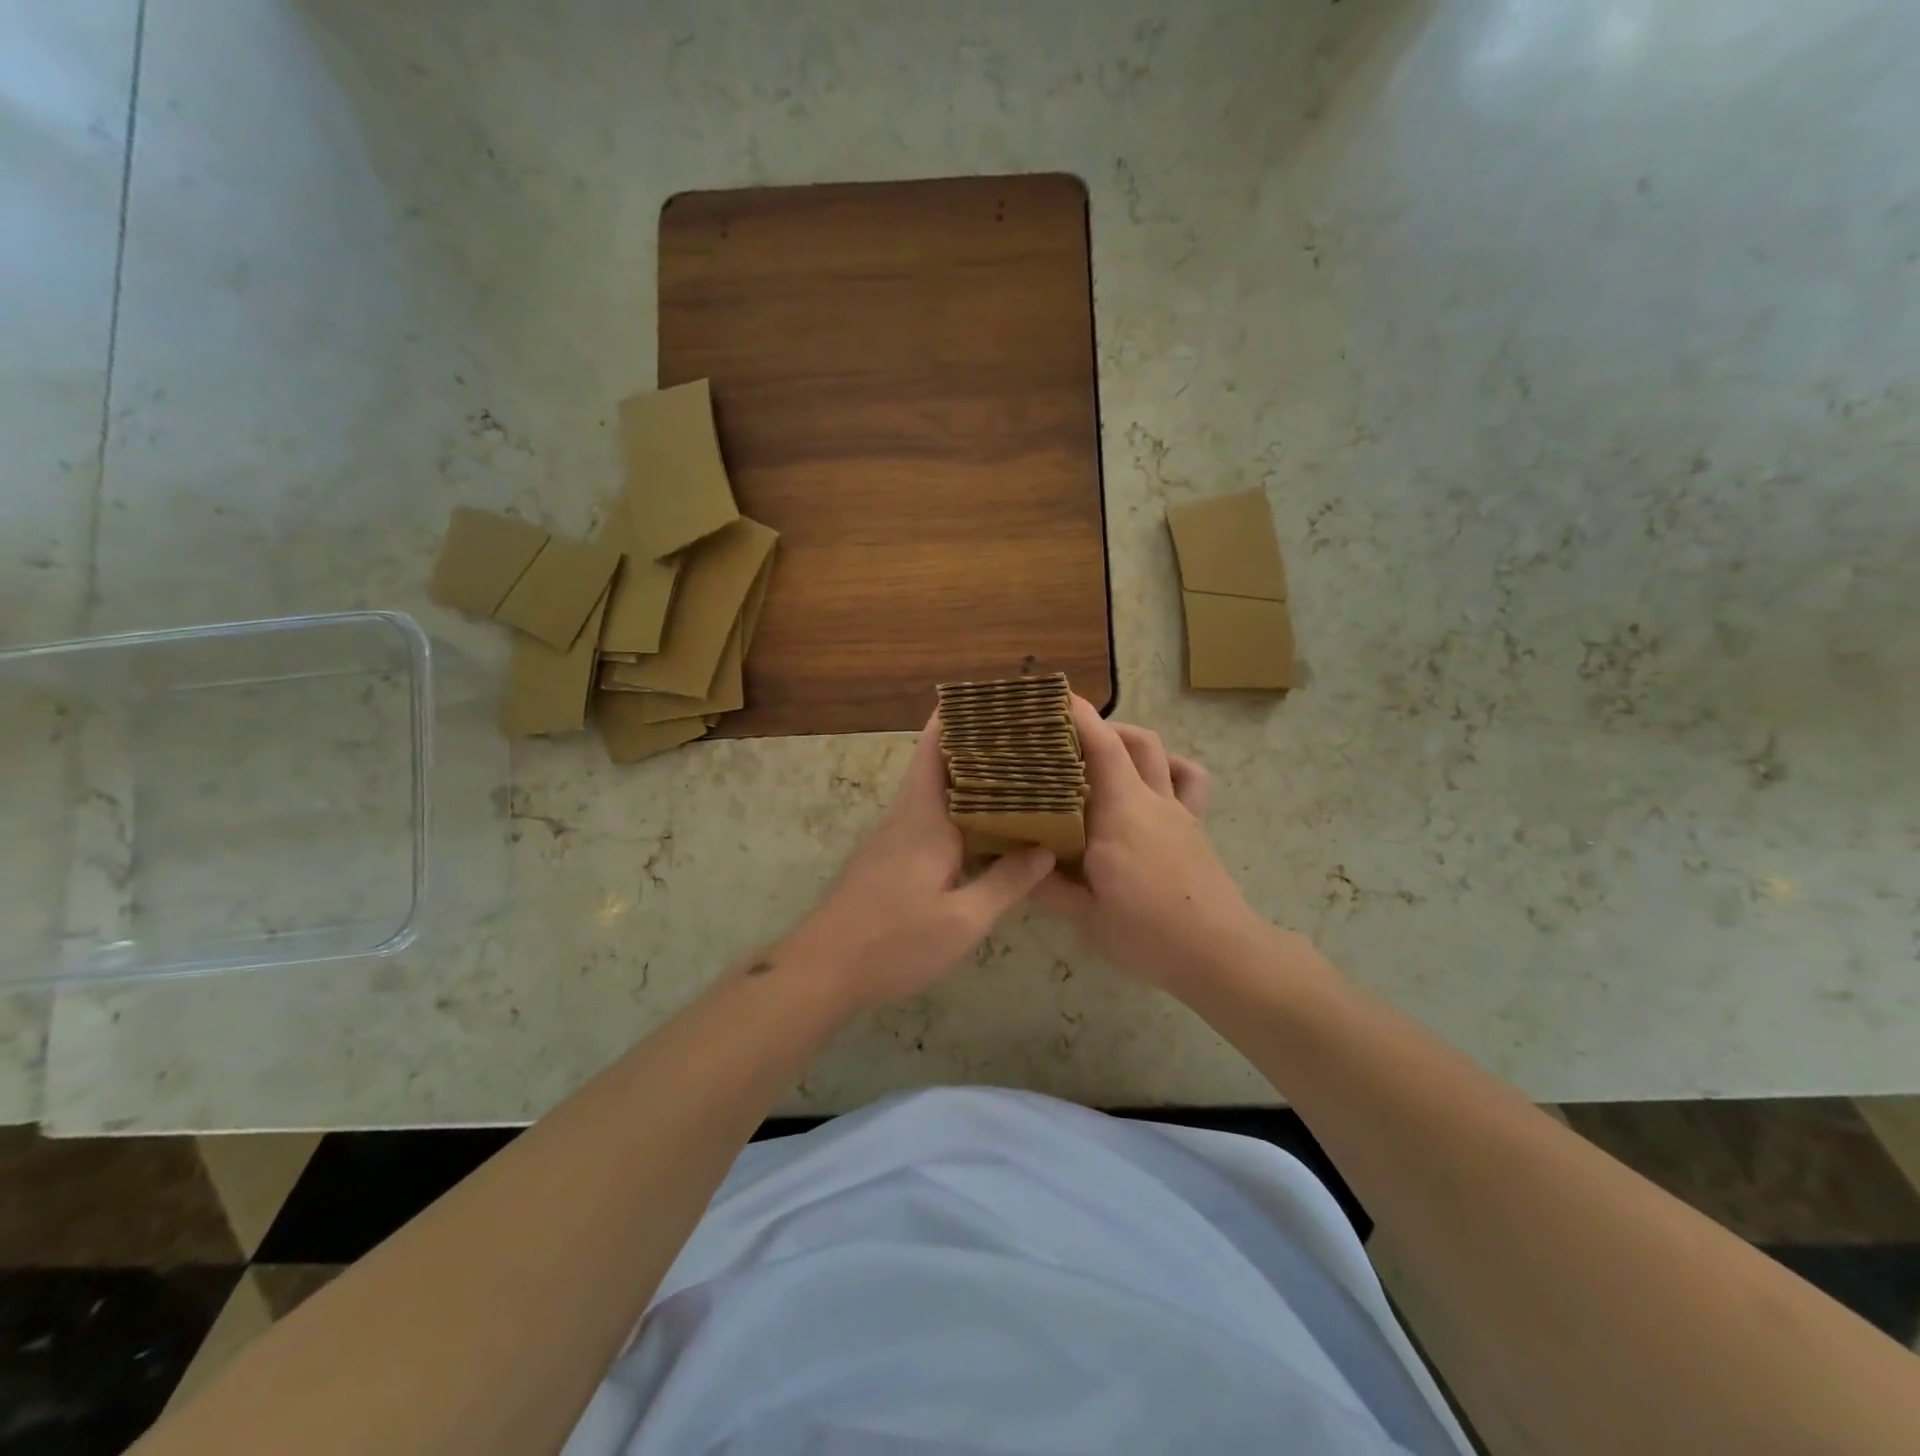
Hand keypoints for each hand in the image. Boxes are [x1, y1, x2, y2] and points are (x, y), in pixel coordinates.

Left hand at [778, 711, 1054, 1010]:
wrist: (823, 969)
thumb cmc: (894, 941)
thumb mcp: (962, 921)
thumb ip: (1006, 882)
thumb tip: (1045, 848)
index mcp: (926, 819)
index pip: (936, 748)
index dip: (958, 718)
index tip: (991, 699)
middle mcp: (906, 817)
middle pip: (935, 762)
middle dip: (971, 742)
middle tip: (1020, 735)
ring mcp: (891, 837)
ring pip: (930, 790)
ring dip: (964, 775)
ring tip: (1011, 773)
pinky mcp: (886, 858)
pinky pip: (924, 815)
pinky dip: (952, 806)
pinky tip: (979, 824)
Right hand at [1032, 696, 1259, 991]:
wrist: (1220, 954)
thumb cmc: (1148, 934)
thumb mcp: (1085, 917)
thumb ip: (1047, 887)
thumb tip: (1013, 864)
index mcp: (1119, 814)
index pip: (1099, 748)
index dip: (1077, 716)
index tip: (1052, 698)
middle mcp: (1150, 800)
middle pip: (1129, 740)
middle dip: (1097, 726)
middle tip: (1061, 739)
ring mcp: (1177, 811)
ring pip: (1158, 752)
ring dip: (1129, 739)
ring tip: (1100, 753)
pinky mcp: (1194, 826)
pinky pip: (1188, 780)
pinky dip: (1170, 766)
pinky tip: (1152, 779)